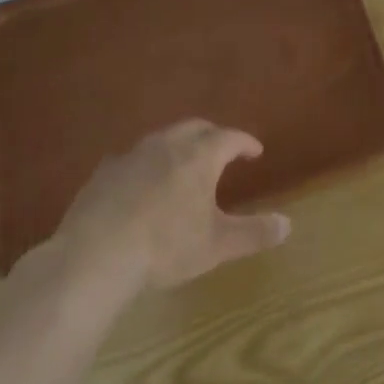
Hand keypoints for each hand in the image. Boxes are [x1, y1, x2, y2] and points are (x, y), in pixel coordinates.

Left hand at [40, 120, 290, 292]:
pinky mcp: (104, 172)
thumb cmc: (165, 246)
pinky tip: (140, 182)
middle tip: (221, 149)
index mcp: (199, 156)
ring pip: (162, 138)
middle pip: (195, 128)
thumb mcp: (216, 245)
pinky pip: (132, 158)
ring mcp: (132, 155)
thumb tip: (288, 224)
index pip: (229, 138)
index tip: (255, 151)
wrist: (95, 255)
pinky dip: (145, 164)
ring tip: (183, 163)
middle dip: (212, 135)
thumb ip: (254, 233)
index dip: (245, 142)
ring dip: (178, 145)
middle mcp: (167, 145)